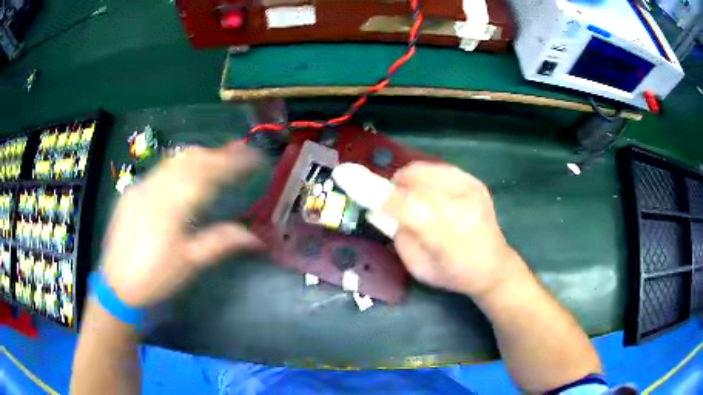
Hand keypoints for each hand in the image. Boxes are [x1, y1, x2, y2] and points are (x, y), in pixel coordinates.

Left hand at [101, 142, 262, 306]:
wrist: (116, 285)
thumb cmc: (155, 278)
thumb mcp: (190, 263)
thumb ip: (221, 242)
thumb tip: (255, 237)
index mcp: (172, 206)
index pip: (208, 173)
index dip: (234, 162)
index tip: (255, 157)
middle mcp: (155, 187)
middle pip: (191, 159)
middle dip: (219, 153)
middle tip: (241, 153)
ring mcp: (141, 185)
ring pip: (175, 160)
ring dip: (200, 155)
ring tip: (219, 158)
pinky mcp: (132, 190)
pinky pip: (160, 169)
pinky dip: (180, 165)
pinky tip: (186, 173)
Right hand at [381, 162, 521, 297]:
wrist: (493, 267)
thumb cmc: (452, 273)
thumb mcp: (416, 266)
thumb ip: (396, 233)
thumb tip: (377, 206)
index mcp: (443, 235)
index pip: (402, 204)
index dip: (373, 190)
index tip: (346, 177)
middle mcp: (459, 205)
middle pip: (412, 179)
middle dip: (394, 188)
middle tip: (393, 204)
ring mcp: (470, 189)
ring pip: (423, 169)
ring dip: (409, 181)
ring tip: (413, 199)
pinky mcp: (475, 182)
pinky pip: (438, 168)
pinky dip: (426, 178)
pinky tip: (430, 194)